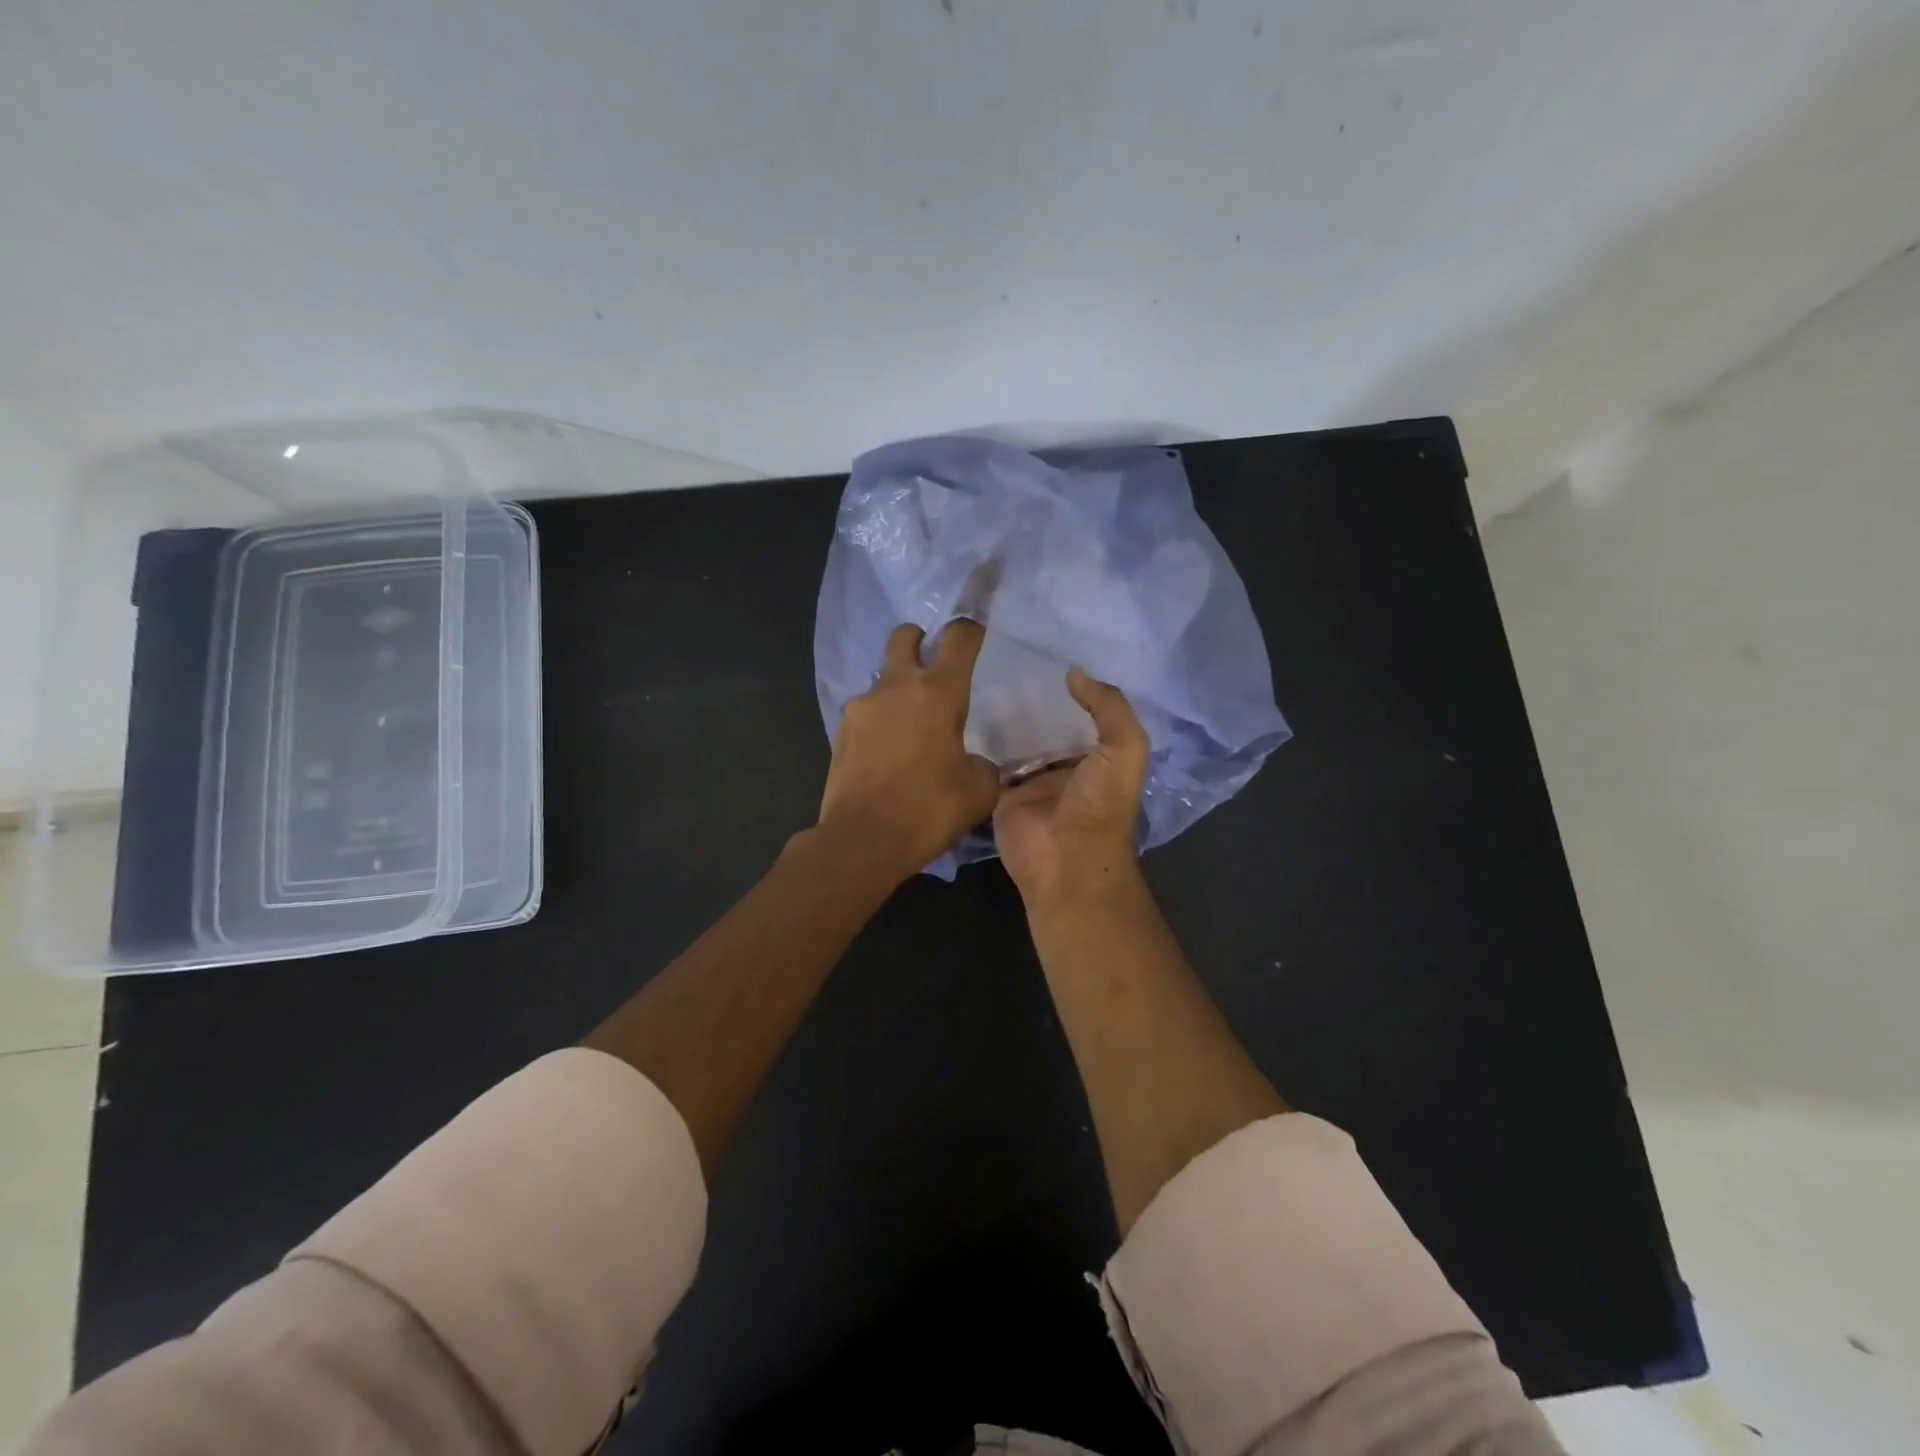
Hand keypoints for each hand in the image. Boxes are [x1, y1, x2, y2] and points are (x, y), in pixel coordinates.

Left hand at [817, 620, 1000, 880]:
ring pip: (884, 677)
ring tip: (911, 729)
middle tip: (935, 670)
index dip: (971, 628)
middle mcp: (896, 687)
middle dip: (921, 641)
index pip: (959, 637)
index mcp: (938, 692)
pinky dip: (881, 720)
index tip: (977, 634)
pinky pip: (867, 711)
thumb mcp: (978, 792)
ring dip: (899, 689)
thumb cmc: (928, 811)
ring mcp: (862, 706)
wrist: (861, 841)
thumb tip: (974, 762)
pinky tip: (888, 753)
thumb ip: (984, 766)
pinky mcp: (841, 730)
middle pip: (906, 636)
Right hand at [993, 670, 1149, 904]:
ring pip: (1014, 743)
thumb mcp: (1124, 750)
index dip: (1071, 692)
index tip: (1048, 655)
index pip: (1083, 718)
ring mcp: (1029, 783)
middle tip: (1005, 659)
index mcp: (1097, 760)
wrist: (1065, 861)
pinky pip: (988, 763)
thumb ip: (1109, 708)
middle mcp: (1063, 770)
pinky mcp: (999, 795)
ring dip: (1002, 718)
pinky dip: (979, 743)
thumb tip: (1076, 674)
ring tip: (981, 675)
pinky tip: (964, 711)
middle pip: (1045, 729)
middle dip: (1031, 701)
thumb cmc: (1100, 805)